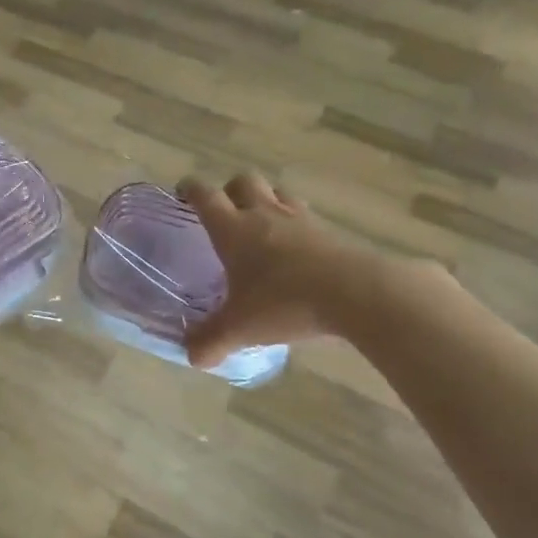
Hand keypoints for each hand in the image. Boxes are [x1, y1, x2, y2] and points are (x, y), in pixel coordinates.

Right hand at [178, 171, 379, 367]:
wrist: (355, 293)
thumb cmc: (285, 302)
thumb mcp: (241, 328)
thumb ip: (212, 341)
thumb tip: (192, 356)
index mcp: (234, 229)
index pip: (205, 195)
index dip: (190, 189)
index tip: (183, 192)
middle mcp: (264, 214)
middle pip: (243, 181)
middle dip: (230, 190)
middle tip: (225, 211)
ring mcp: (300, 219)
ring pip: (277, 192)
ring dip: (265, 200)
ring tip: (261, 223)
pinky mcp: (329, 231)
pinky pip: (306, 215)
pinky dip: (295, 223)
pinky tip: (296, 247)